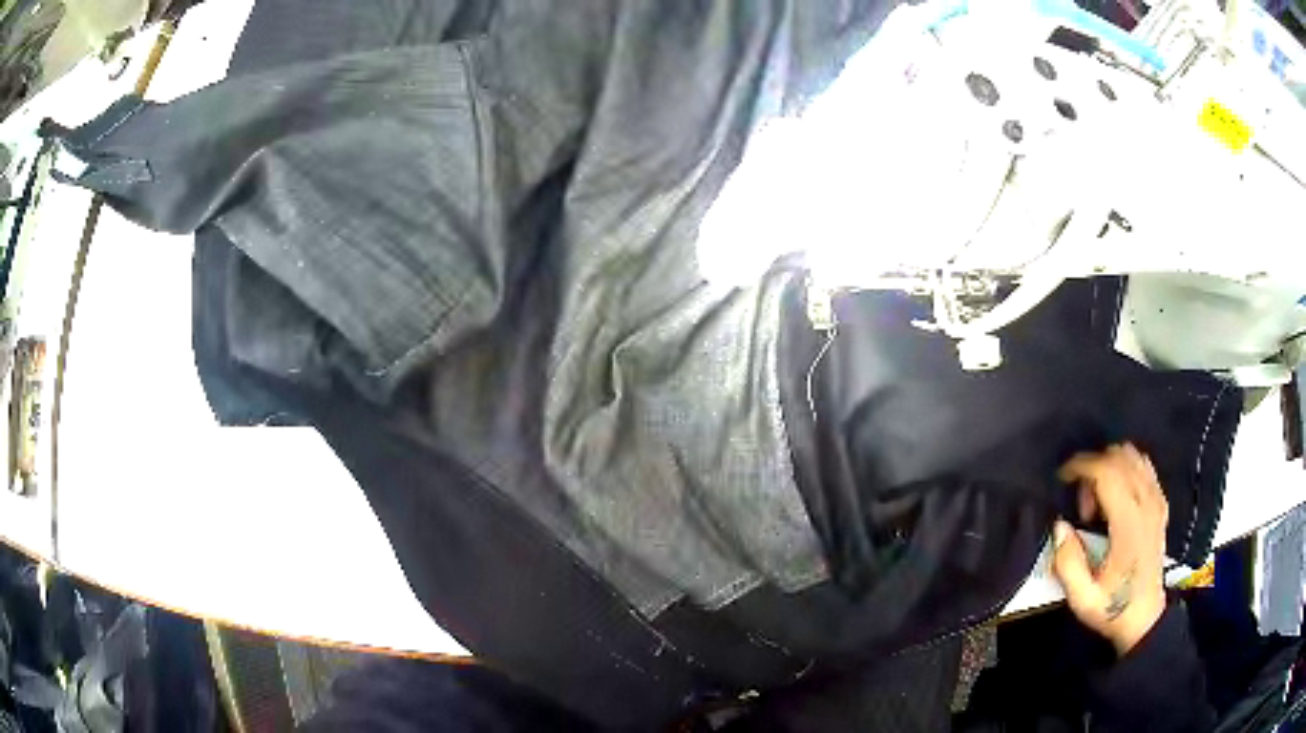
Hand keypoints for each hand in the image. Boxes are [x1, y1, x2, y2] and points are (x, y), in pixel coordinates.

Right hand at [1052, 444, 1167, 655]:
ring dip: (1111, 465)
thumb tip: (1060, 528)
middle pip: (1121, 459)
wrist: (1144, 617)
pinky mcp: (1160, 505)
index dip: (1083, 466)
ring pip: (1135, 458)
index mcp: (1128, 525)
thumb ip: (1068, 564)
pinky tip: (1117, 489)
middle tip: (1081, 500)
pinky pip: (1146, 468)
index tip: (1064, 477)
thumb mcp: (1083, 599)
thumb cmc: (1113, 607)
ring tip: (1098, 496)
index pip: (1108, 473)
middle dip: (1094, 468)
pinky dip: (1128, 468)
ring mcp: (1156, 502)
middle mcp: (1146, 505)